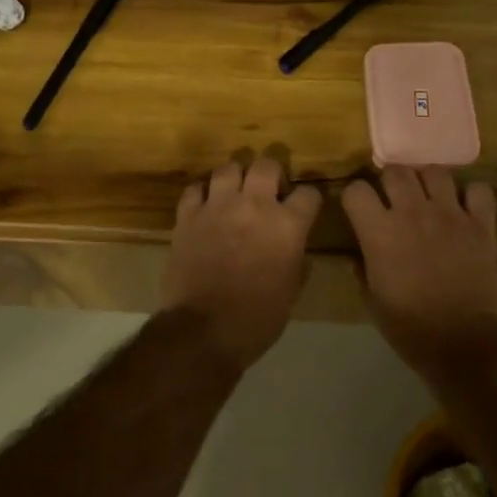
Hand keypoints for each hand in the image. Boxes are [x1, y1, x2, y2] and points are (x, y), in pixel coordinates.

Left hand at [161, 156, 321, 370]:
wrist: (203, 331)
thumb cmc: (257, 318)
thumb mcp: (291, 290)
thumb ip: (295, 258)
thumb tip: (294, 246)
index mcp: (288, 225)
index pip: (309, 194)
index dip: (309, 200)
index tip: (305, 208)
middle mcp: (255, 205)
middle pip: (267, 165)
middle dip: (273, 173)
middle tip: (269, 190)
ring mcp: (218, 207)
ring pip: (229, 168)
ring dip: (236, 177)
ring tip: (236, 192)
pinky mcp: (188, 216)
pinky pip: (195, 188)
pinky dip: (204, 193)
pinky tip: (207, 205)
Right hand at [342, 167, 496, 375]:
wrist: (462, 341)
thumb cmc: (409, 326)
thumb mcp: (372, 300)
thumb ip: (362, 268)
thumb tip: (359, 254)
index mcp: (379, 232)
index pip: (356, 190)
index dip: (355, 198)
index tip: (360, 210)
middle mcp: (412, 212)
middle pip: (396, 170)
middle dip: (391, 182)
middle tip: (395, 200)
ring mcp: (450, 214)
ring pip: (436, 171)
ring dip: (428, 182)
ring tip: (429, 199)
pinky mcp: (481, 224)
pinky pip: (478, 190)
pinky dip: (472, 195)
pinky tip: (466, 209)